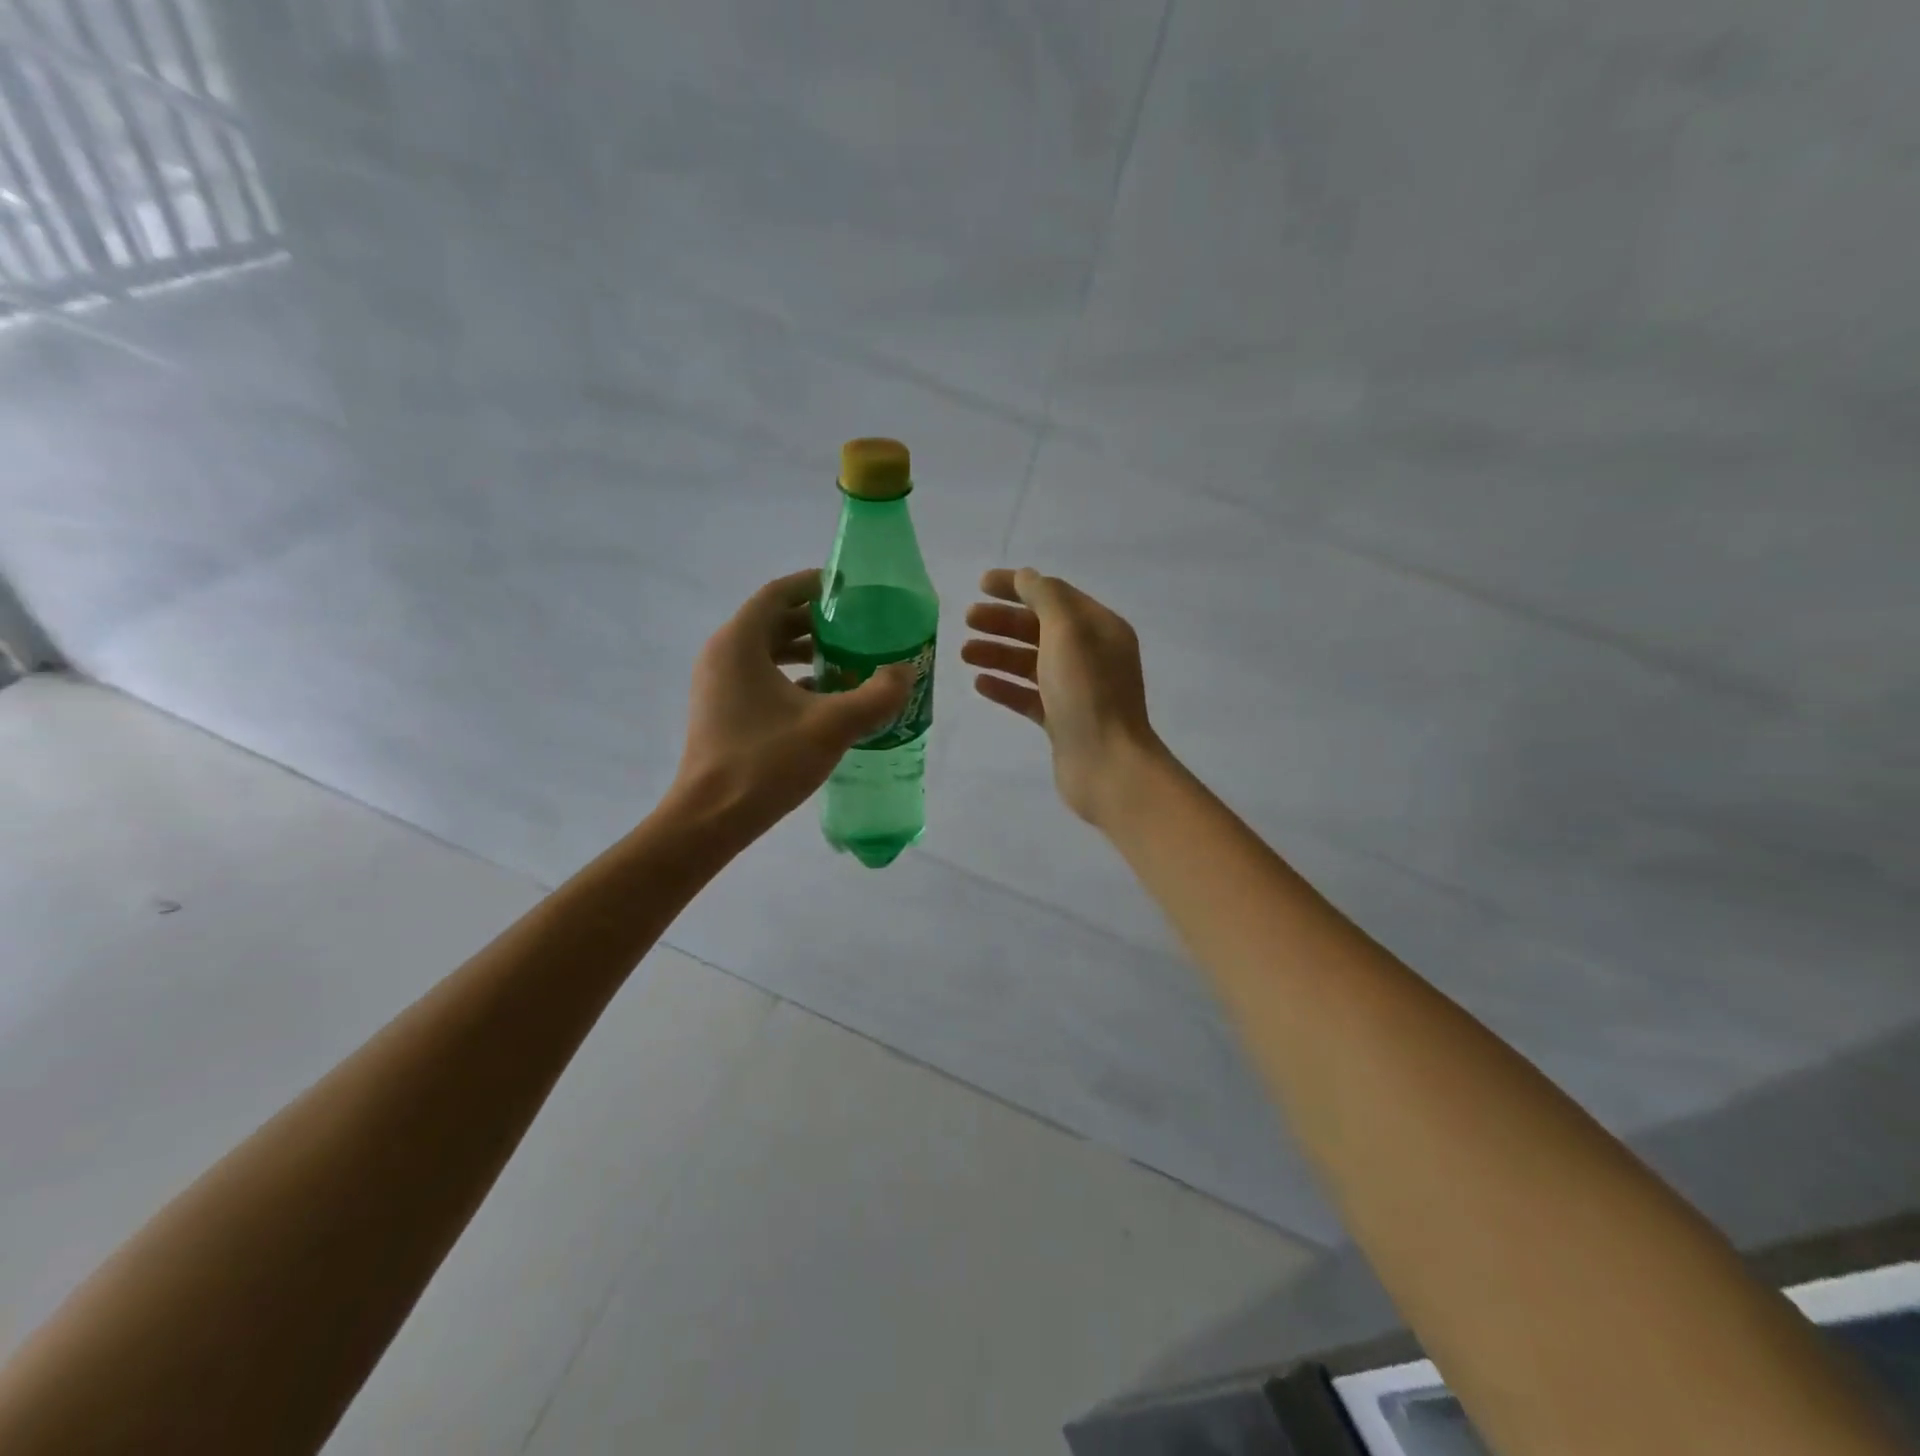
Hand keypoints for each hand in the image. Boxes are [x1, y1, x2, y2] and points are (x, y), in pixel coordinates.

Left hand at [673, 570, 913, 832]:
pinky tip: (826, 697)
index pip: (779, 593)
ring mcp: (718, 684)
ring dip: (807, 652)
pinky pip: (760, 678)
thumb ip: (876, 696)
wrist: (711, 818)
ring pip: (767, 651)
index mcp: (740, 642)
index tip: (850, 590)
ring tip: (849, 661)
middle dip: (818, 621)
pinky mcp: (721, 710)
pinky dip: (792, 678)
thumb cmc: (766, 762)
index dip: (814, 585)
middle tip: (859, 627)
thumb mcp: (831, 726)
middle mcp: (723, 654)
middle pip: (774, 620)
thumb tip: (906, 672)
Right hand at [962, 567, 1163, 824]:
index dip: (1017, 586)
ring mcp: (1077, 690)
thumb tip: (1026, 577)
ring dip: (998, 653)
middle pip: (1040, 628)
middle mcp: (1091, 655)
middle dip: (1003, 621)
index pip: (1054, 595)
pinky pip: (1029, 696)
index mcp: (1099, 628)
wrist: (1107, 764)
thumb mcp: (1066, 632)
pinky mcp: (1063, 721)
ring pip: (1031, 663)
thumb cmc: (1087, 692)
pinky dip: (1006, 687)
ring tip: (964, 653)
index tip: (980, 585)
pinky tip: (980, 684)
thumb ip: (1045, 598)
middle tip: (967, 620)